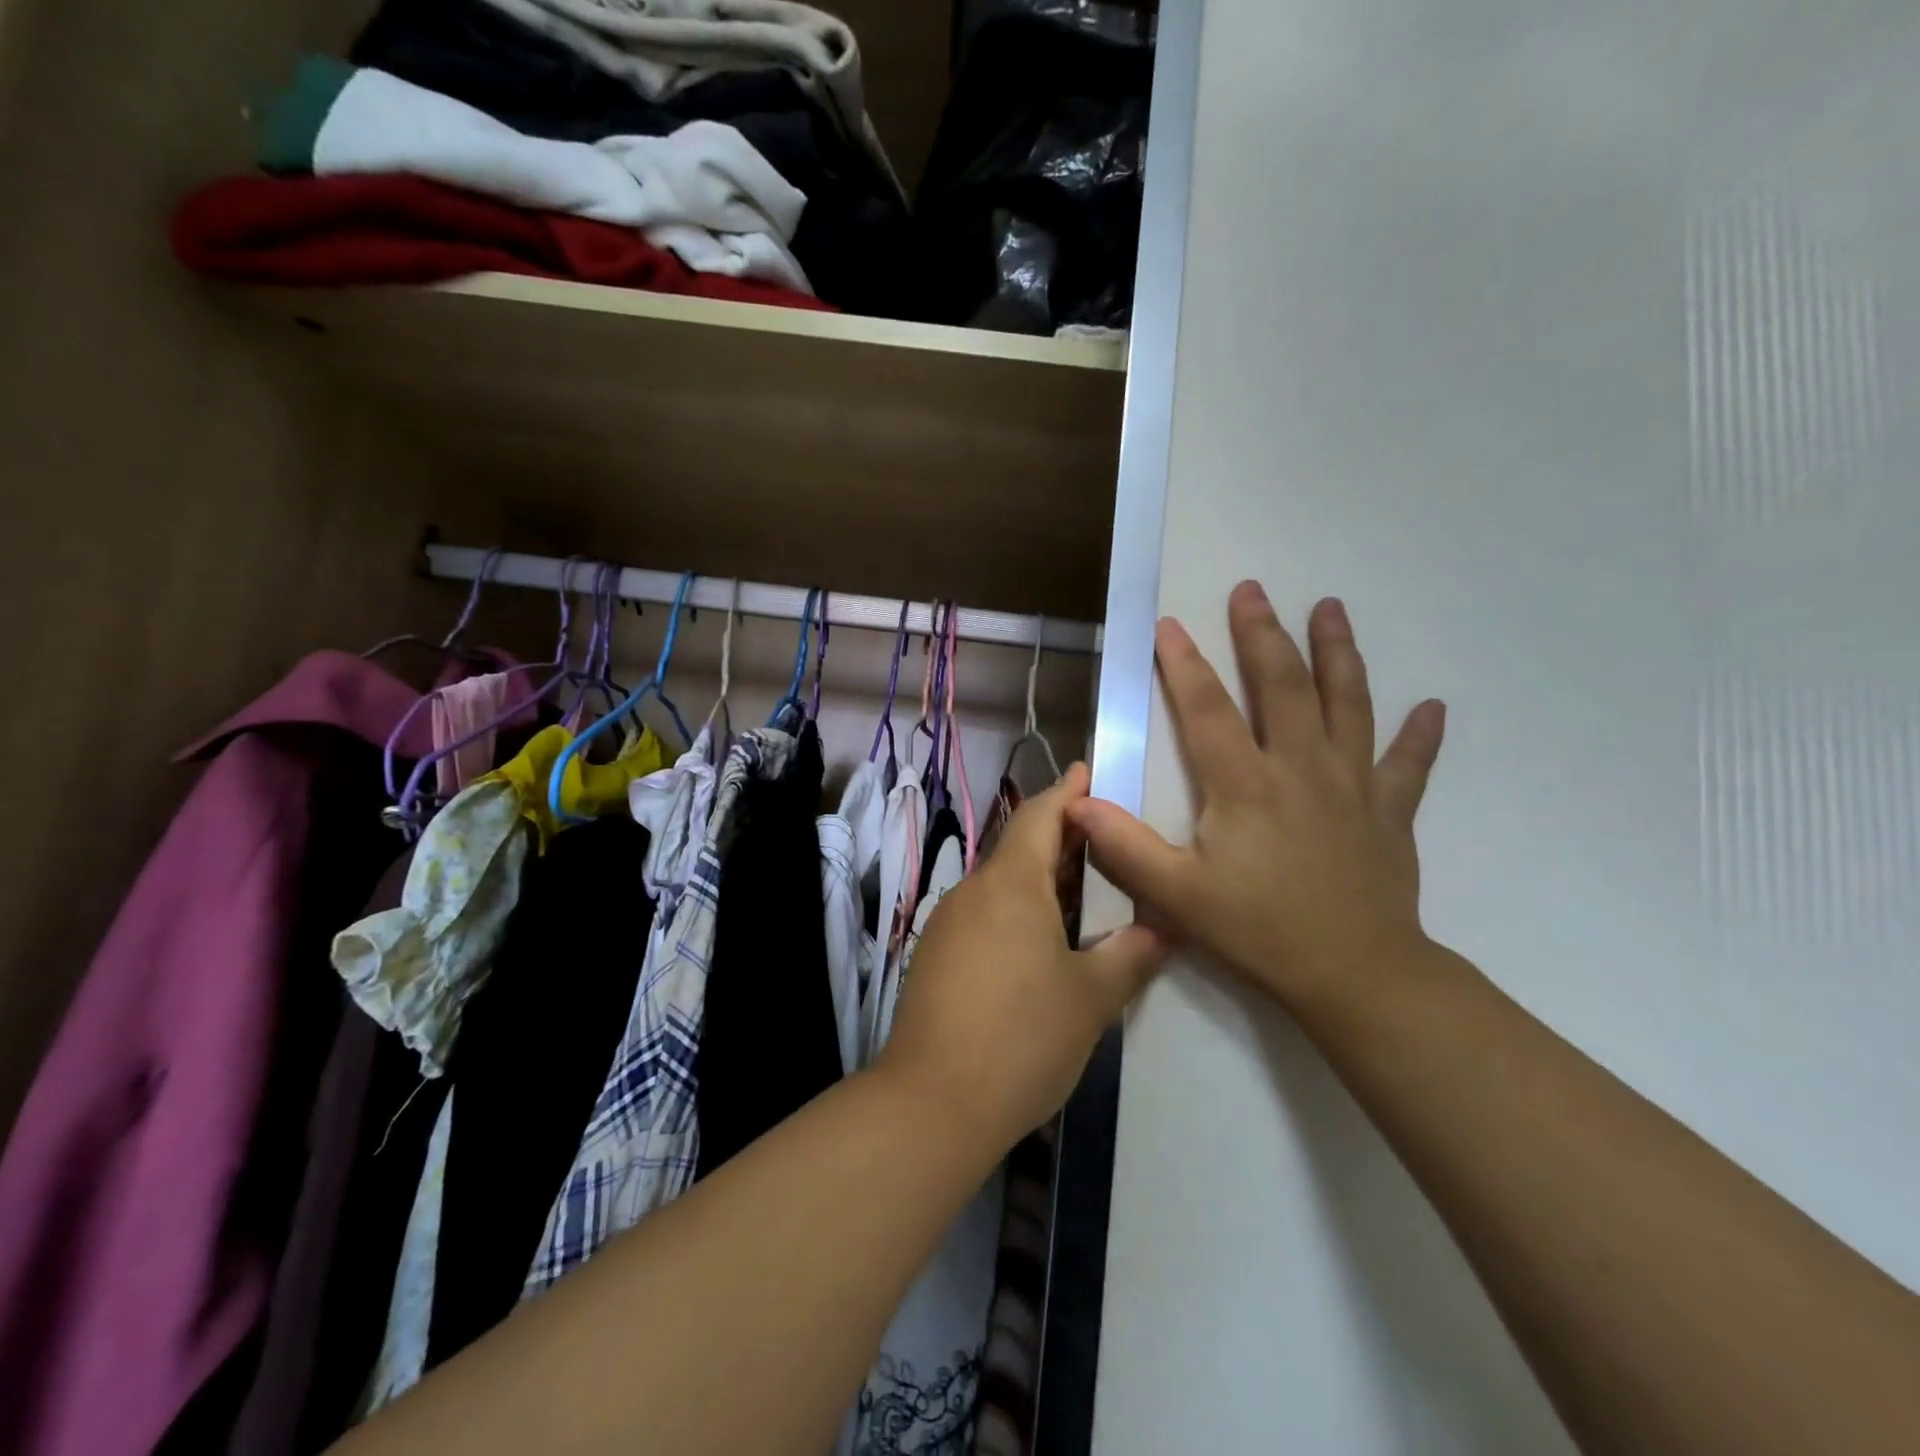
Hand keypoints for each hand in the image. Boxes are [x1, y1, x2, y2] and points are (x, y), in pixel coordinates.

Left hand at [875, 764, 1167, 1150]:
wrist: (932, 1102)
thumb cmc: (1022, 1037)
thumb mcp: (1091, 998)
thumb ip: (1131, 955)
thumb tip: (1164, 928)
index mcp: (1011, 883)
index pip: (1040, 815)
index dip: (1067, 792)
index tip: (1089, 773)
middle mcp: (973, 891)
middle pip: (1019, 847)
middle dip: (1060, 838)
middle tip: (1105, 840)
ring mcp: (948, 923)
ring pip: (1001, 884)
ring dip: (1039, 879)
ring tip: (1083, 891)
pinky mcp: (935, 956)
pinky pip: (984, 914)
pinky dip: (1016, 911)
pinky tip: (1041, 942)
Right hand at [1067, 584, 1446, 1012]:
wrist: (1357, 976)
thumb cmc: (1260, 931)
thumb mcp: (1178, 896)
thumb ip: (1124, 847)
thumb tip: (1076, 804)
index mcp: (1246, 784)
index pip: (1209, 709)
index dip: (1184, 665)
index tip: (1169, 624)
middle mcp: (1301, 768)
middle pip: (1284, 686)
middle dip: (1263, 634)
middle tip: (1252, 589)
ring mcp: (1353, 785)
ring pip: (1349, 704)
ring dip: (1340, 653)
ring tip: (1332, 608)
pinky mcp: (1390, 812)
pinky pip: (1408, 764)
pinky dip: (1420, 735)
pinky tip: (1434, 708)